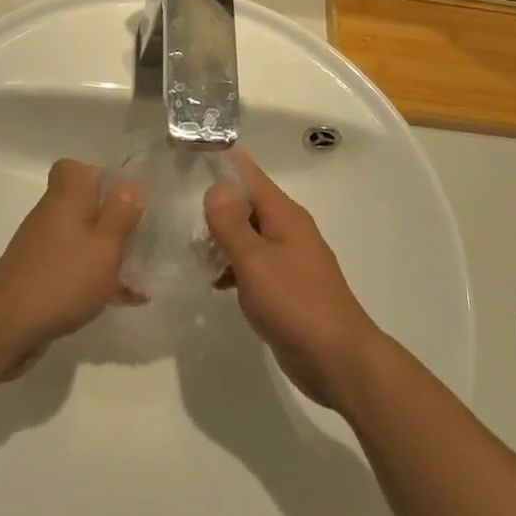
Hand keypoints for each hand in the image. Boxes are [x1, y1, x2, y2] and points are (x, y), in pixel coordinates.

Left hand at [0, 159, 142, 370]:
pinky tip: (118, 301)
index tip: (119, 197)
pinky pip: (71, 268)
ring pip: (79, 240)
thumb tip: (129, 184)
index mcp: (67, 199)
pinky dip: (92, 279)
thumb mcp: (105, 245)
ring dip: (105, 254)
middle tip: (136, 239)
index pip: (71, 168)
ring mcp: (40, 249)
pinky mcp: (36, 278)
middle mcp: (50, 216)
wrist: (5, 326)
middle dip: (109, 221)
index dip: (96, 176)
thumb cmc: (63, 278)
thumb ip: (121, 214)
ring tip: (137, 278)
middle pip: (81, 206)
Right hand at [204, 151, 383, 407]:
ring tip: (189, 248)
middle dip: (217, 205)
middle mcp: (288, 229)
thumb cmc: (295, 304)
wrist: (338, 360)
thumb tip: (216, 187)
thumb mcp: (255, 262)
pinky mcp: (287, 287)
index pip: (250, 175)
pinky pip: (255, 264)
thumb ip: (232, 224)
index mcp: (284, 214)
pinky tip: (213, 281)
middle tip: (177, 209)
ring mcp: (289, 258)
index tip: (191, 155)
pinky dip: (234, 266)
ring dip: (222, 239)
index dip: (223, 163)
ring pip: (249, 235)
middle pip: (247, 204)